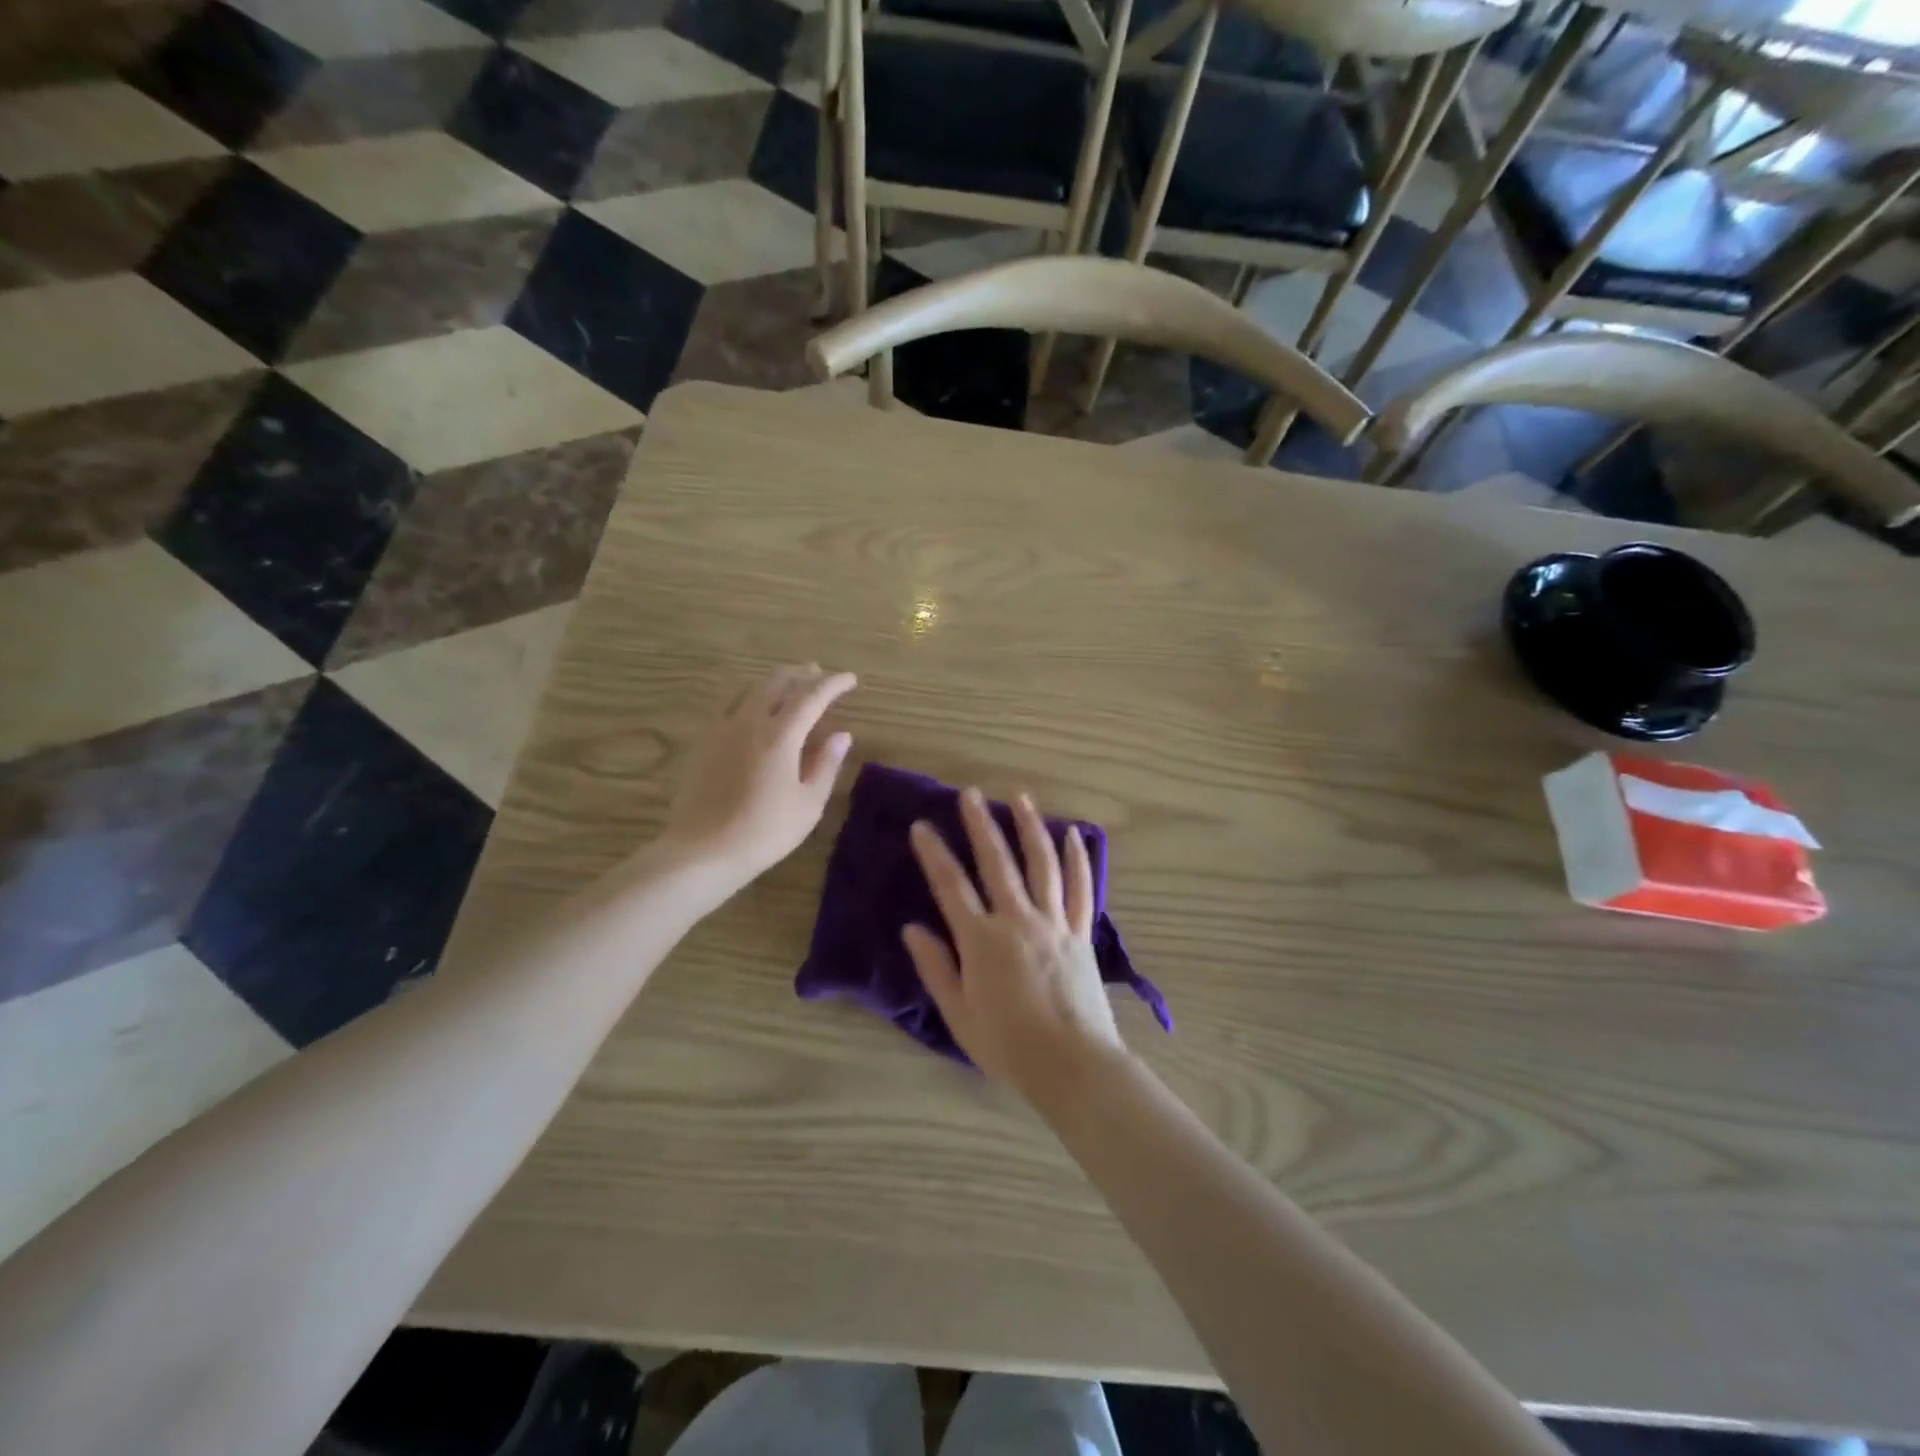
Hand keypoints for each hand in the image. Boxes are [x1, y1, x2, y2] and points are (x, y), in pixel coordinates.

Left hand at [659, 664, 856, 891]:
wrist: (703, 850)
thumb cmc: (764, 831)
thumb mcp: (808, 804)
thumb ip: (826, 765)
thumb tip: (842, 735)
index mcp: (780, 735)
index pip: (812, 696)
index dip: (834, 684)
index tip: (850, 679)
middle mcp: (750, 721)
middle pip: (778, 682)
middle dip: (803, 674)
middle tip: (821, 674)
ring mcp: (723, 728)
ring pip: (751, 688)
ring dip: (775, 680)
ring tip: (791, 683)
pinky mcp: (705, 741)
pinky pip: (730, 703)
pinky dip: (750, 694)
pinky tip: (753, 705)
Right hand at [901, 788, 1126, 1097]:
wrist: (1072, 1065)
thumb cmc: (1008, 1046)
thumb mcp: (958, 1015)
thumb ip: (936, 968)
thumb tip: (912, 928)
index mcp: (982, 940)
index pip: (951, 886)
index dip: (934, 854)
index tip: (922, 826)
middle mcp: (1017, 920)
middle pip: (997, 862)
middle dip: (981, 824)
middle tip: (970, 793)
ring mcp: (1054, 922)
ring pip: (1042, 864)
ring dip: (1030, 827)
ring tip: (1020, 797)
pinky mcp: (1082, 932)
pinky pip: (1081, 888)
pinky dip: (1078, 859)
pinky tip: (1073, 834)